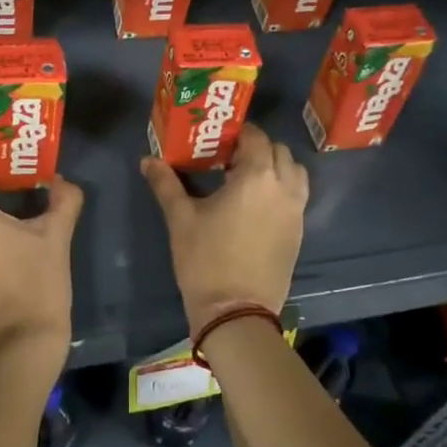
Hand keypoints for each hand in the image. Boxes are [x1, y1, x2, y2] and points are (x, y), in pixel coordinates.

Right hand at [141, 124, 307, 338]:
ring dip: (275, 167)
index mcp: (256, 177)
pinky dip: (282, 189)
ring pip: (294, 172)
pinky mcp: (299, 232)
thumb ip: (166, 183)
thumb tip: (147, 159)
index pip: (256, 137)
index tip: (217, 141)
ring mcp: (296, 211)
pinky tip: (256, 205)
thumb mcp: (181, 219)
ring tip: (246, 180)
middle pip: (279, 151)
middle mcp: (283, 187)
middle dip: (257, 148)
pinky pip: (297, 196)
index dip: (238, 134)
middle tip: (229, 160)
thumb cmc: (205, 260)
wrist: (236, 312)